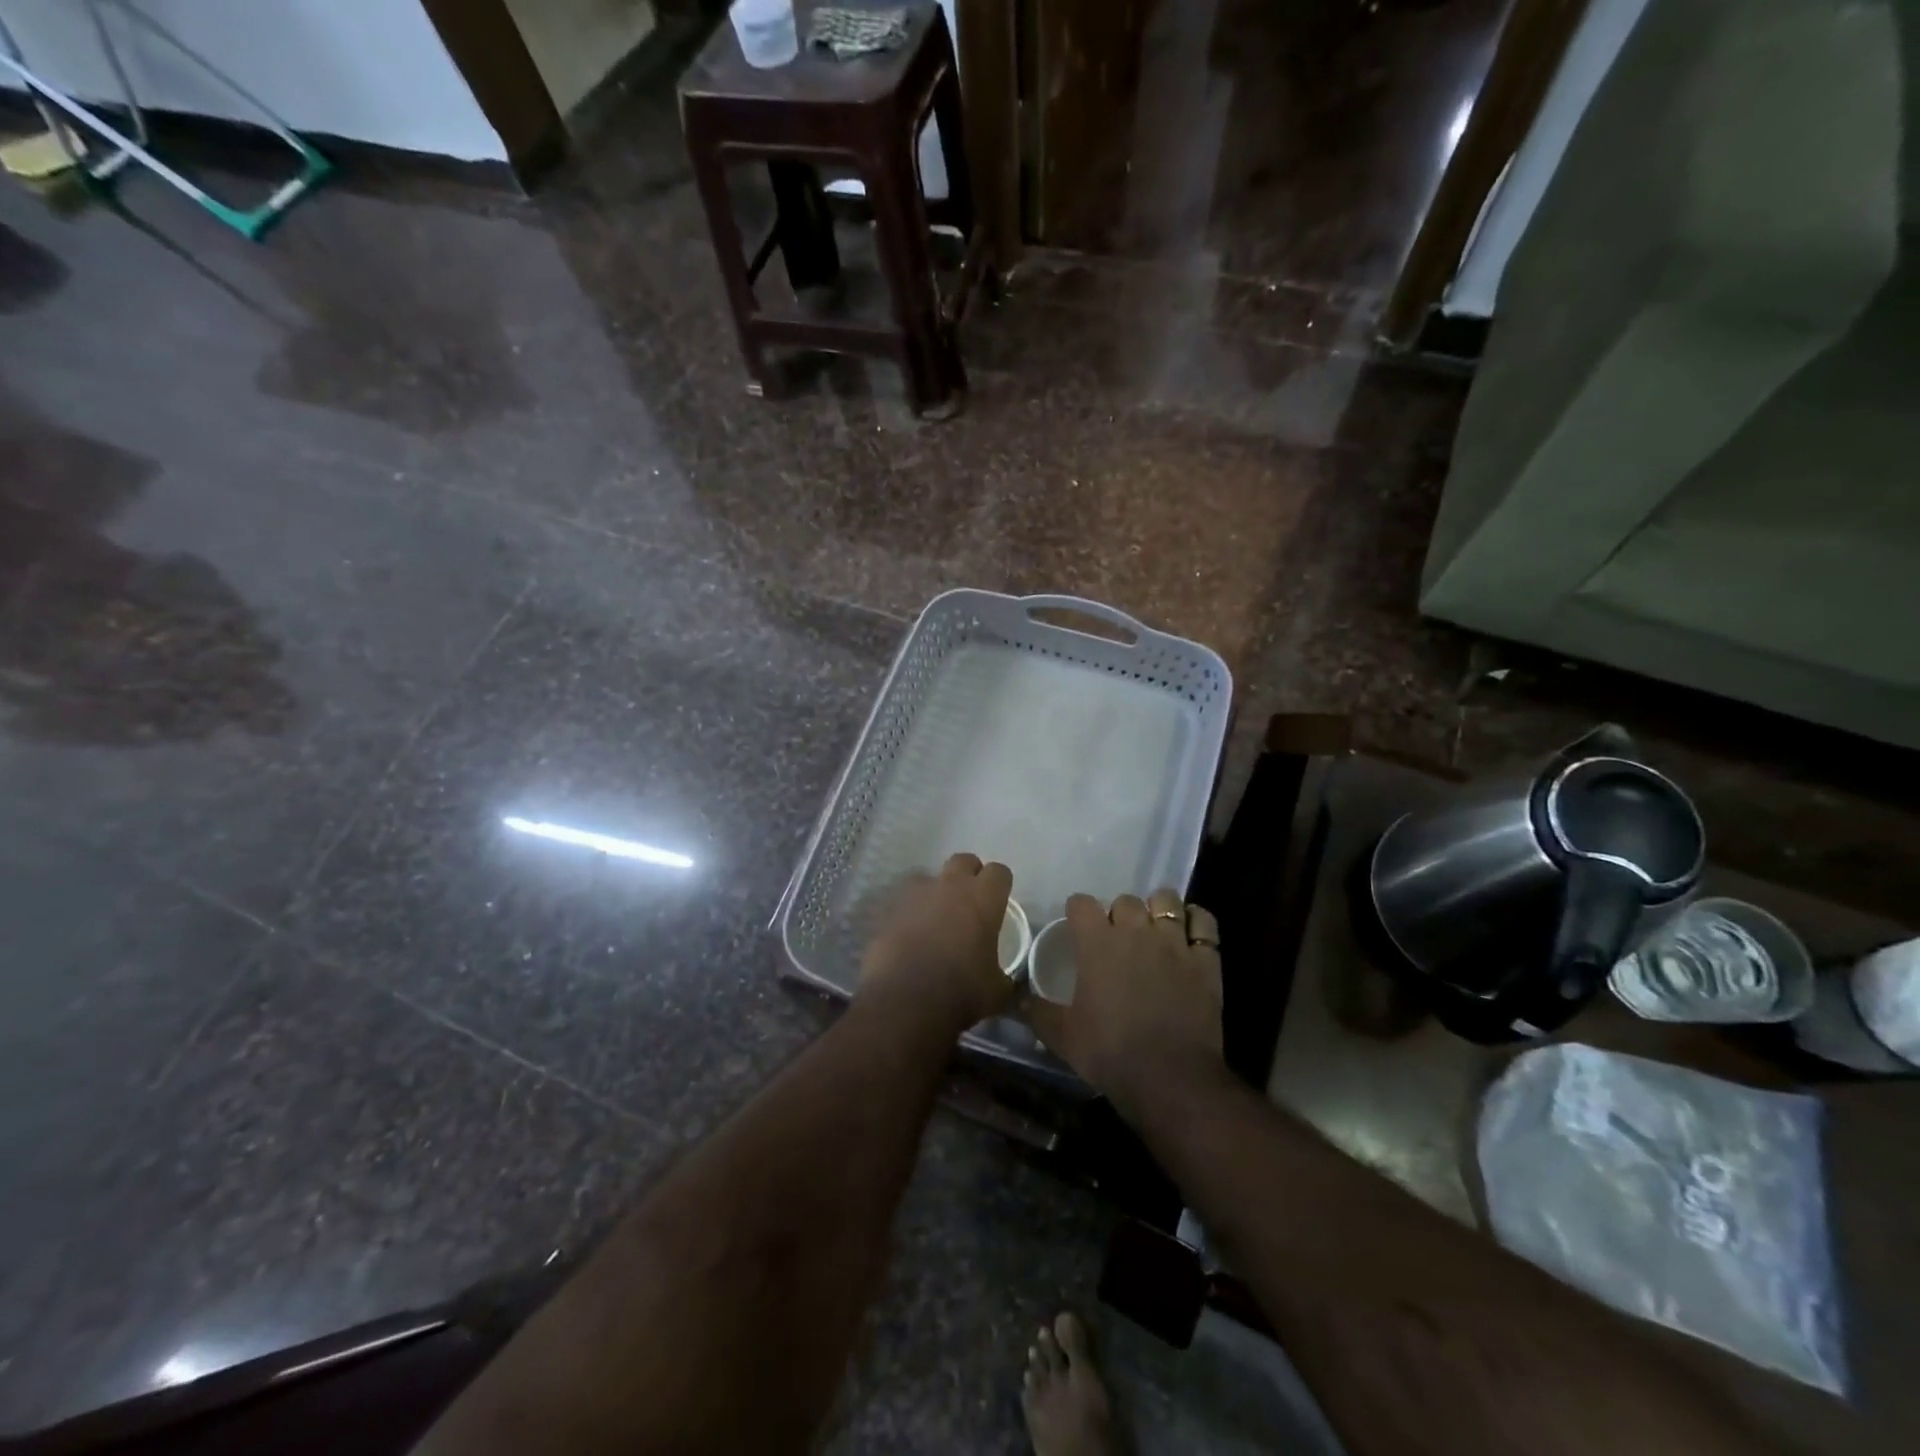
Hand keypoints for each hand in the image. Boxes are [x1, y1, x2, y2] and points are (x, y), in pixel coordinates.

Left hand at [857, 853, 1016, 1034]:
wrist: (903, 1001)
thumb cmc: (960, 992)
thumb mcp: (996, 991)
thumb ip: (1004, 977)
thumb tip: (1006, 982)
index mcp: (983, 898)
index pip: (999, 872)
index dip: (1000, 885)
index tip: (998, 902)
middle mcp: (950, 886)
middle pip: (964, 861)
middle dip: (969, 876)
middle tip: (969, 904)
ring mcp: (916, 894)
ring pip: (929, 877)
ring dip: (935, 891)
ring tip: (935, 918)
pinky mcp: (889, 908)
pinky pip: (904, 900)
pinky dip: (910, 911)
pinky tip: (910, 934)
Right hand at [1024, 889, 1224, 1122]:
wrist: (1169, 1077)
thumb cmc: (1109, 1052)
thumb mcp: (1062, 1036)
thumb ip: (1037, 1012)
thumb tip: (1015, 998)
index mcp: (1097, 943)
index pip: (1081, 903)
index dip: (1077, 912)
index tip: (1076, 927)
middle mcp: (1135, 931)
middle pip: (1125, 900)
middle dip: (1118, 914)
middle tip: (1116, 938)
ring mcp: (1174, 942)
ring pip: (1166, 900)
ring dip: (1158, 909)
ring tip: (1154, 929)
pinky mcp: (1205, 960)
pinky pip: (1204, 922)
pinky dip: (1196, 922)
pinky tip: (1189, 934)